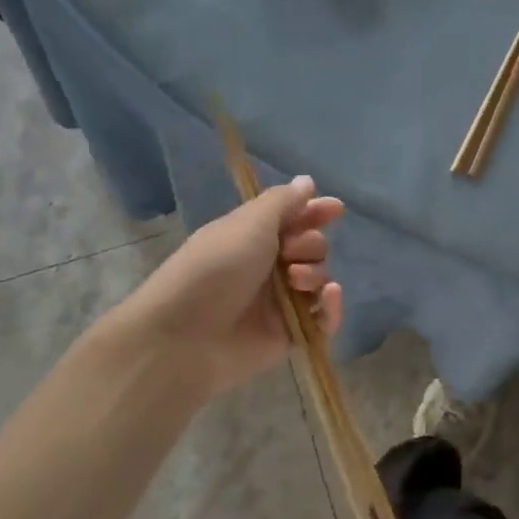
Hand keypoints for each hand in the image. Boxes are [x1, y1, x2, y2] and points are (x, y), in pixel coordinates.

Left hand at [97, 176, 343, 400]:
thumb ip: (283, 202)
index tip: (335, 209)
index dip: (314, 212)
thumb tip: (307, 181)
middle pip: (312, 248)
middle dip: (310, 245)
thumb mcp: (249, 223)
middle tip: (290, 253)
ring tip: (296, 281)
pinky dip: (331, 308)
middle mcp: (267, 267)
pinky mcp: (288, 334)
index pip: (293, 218)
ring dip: (316, 274)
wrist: (183, 336)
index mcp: (253, 237)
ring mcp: (279, 302)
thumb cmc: (215, 268)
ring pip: (319, 280)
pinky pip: (323, 319)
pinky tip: (329, 297)